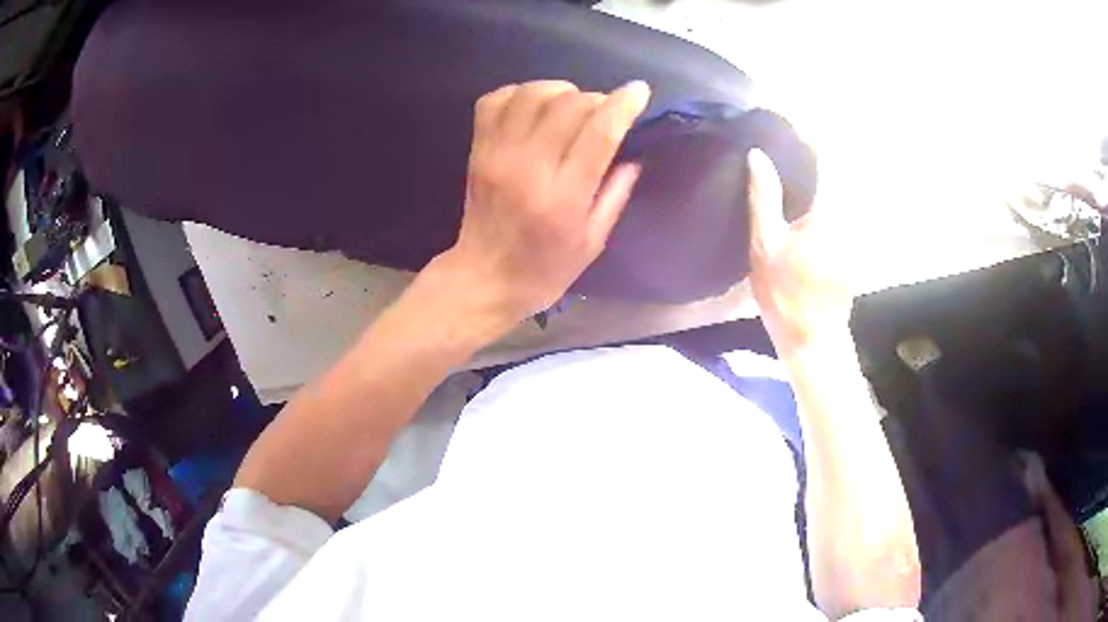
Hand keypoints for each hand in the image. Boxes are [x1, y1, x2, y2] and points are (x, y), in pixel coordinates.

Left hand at [442, 80, 650, 322]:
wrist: (483, 279)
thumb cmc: (544, 270)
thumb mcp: (592, 243)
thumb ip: (615, 195)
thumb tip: (633, 154)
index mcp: (562, 197)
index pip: (598, 133)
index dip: (622, 104)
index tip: (638, 91)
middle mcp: (528, 167)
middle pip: (567, 105)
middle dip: (595, 98)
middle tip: (604, 112)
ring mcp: (497, 155)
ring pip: (531, 95)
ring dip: (559, 90)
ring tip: (570, 105)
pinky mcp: (477, 150)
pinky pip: (494, 101)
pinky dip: (519, 93)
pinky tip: (534, 107)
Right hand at [747, 149, 852, 354]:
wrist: (813, 337)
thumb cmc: (785, 294)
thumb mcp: (765, 245)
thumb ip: (763, 197)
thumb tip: (758, 156)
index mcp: (829, 210)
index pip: (829, 157)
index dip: (814, 137)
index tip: (795, 128)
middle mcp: (850, 214)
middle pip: (841, 169)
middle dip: (820, 153)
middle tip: (794, 146)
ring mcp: (857, 231)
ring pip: (845, 187)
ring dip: (826, 173)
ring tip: (801, 168)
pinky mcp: (856, 244)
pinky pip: (846, 205)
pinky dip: (831, 194)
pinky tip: (810, 200)